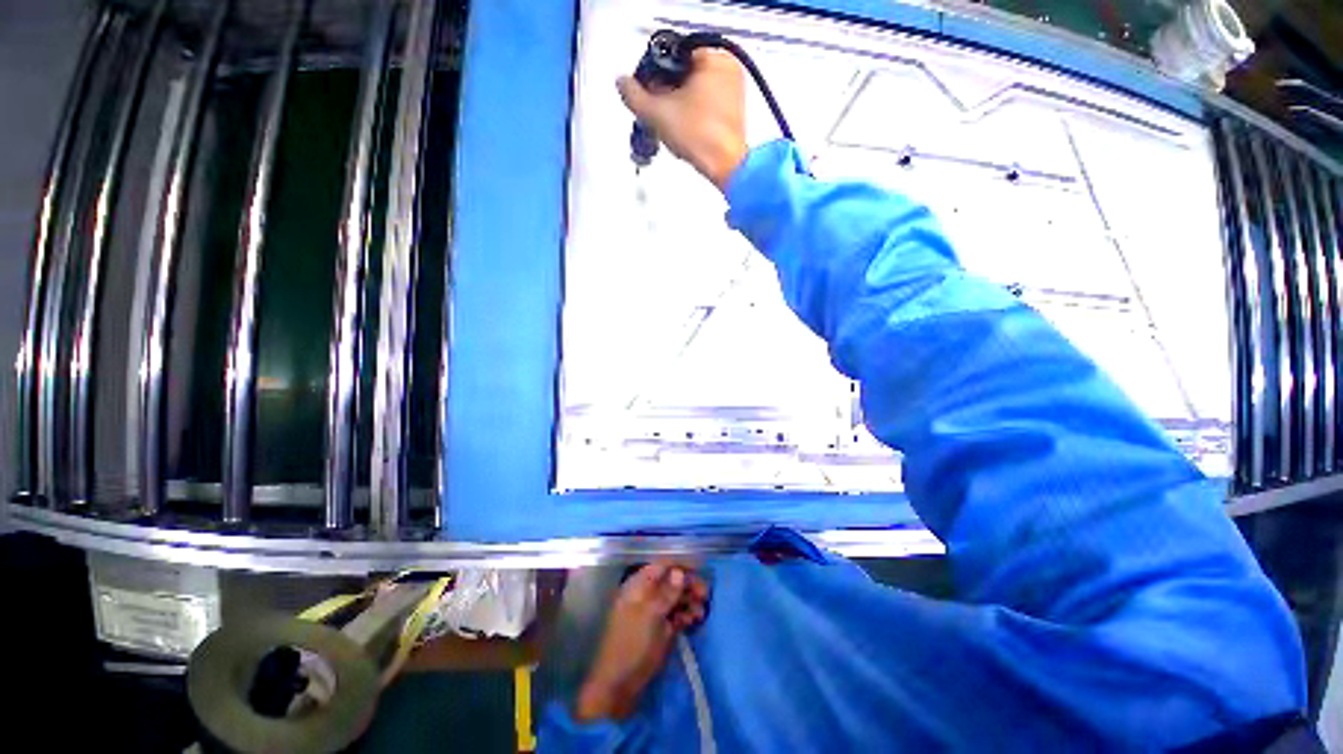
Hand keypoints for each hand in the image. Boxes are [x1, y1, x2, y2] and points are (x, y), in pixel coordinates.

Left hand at [574, 562, 710, 721]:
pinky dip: (686, 615)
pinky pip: (676, 615)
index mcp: (638, 586)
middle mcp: (646, 595)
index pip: (661, 566)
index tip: (700, 567)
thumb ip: (666, 593)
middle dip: (688, 584)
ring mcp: (653, 613)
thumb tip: (679, 571)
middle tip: (705, 593)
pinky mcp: (660, 629)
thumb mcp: (650, 615)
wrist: (618, 686)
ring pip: (676, 598)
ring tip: (700, 611)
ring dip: (690, 600)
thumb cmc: (632, 645)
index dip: (680, 564)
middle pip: (671, 581)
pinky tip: (694, 620)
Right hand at [617, 49, 747, 191]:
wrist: (725, 167)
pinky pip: (705, 103)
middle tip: (654, 111)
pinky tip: (681, 129)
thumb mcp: (658, 112)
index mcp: (713, 55)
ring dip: (675, 103)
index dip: (653, 71)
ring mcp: (734, 89)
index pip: (672, 52)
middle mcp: (728, 66)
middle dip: (664, 90)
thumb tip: (622, 82)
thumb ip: (634, 95)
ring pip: (693, 89)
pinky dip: (690, 112)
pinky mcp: (734, 111)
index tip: (645, 92)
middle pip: (683, 71)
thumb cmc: (696, 133)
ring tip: (665, 124)